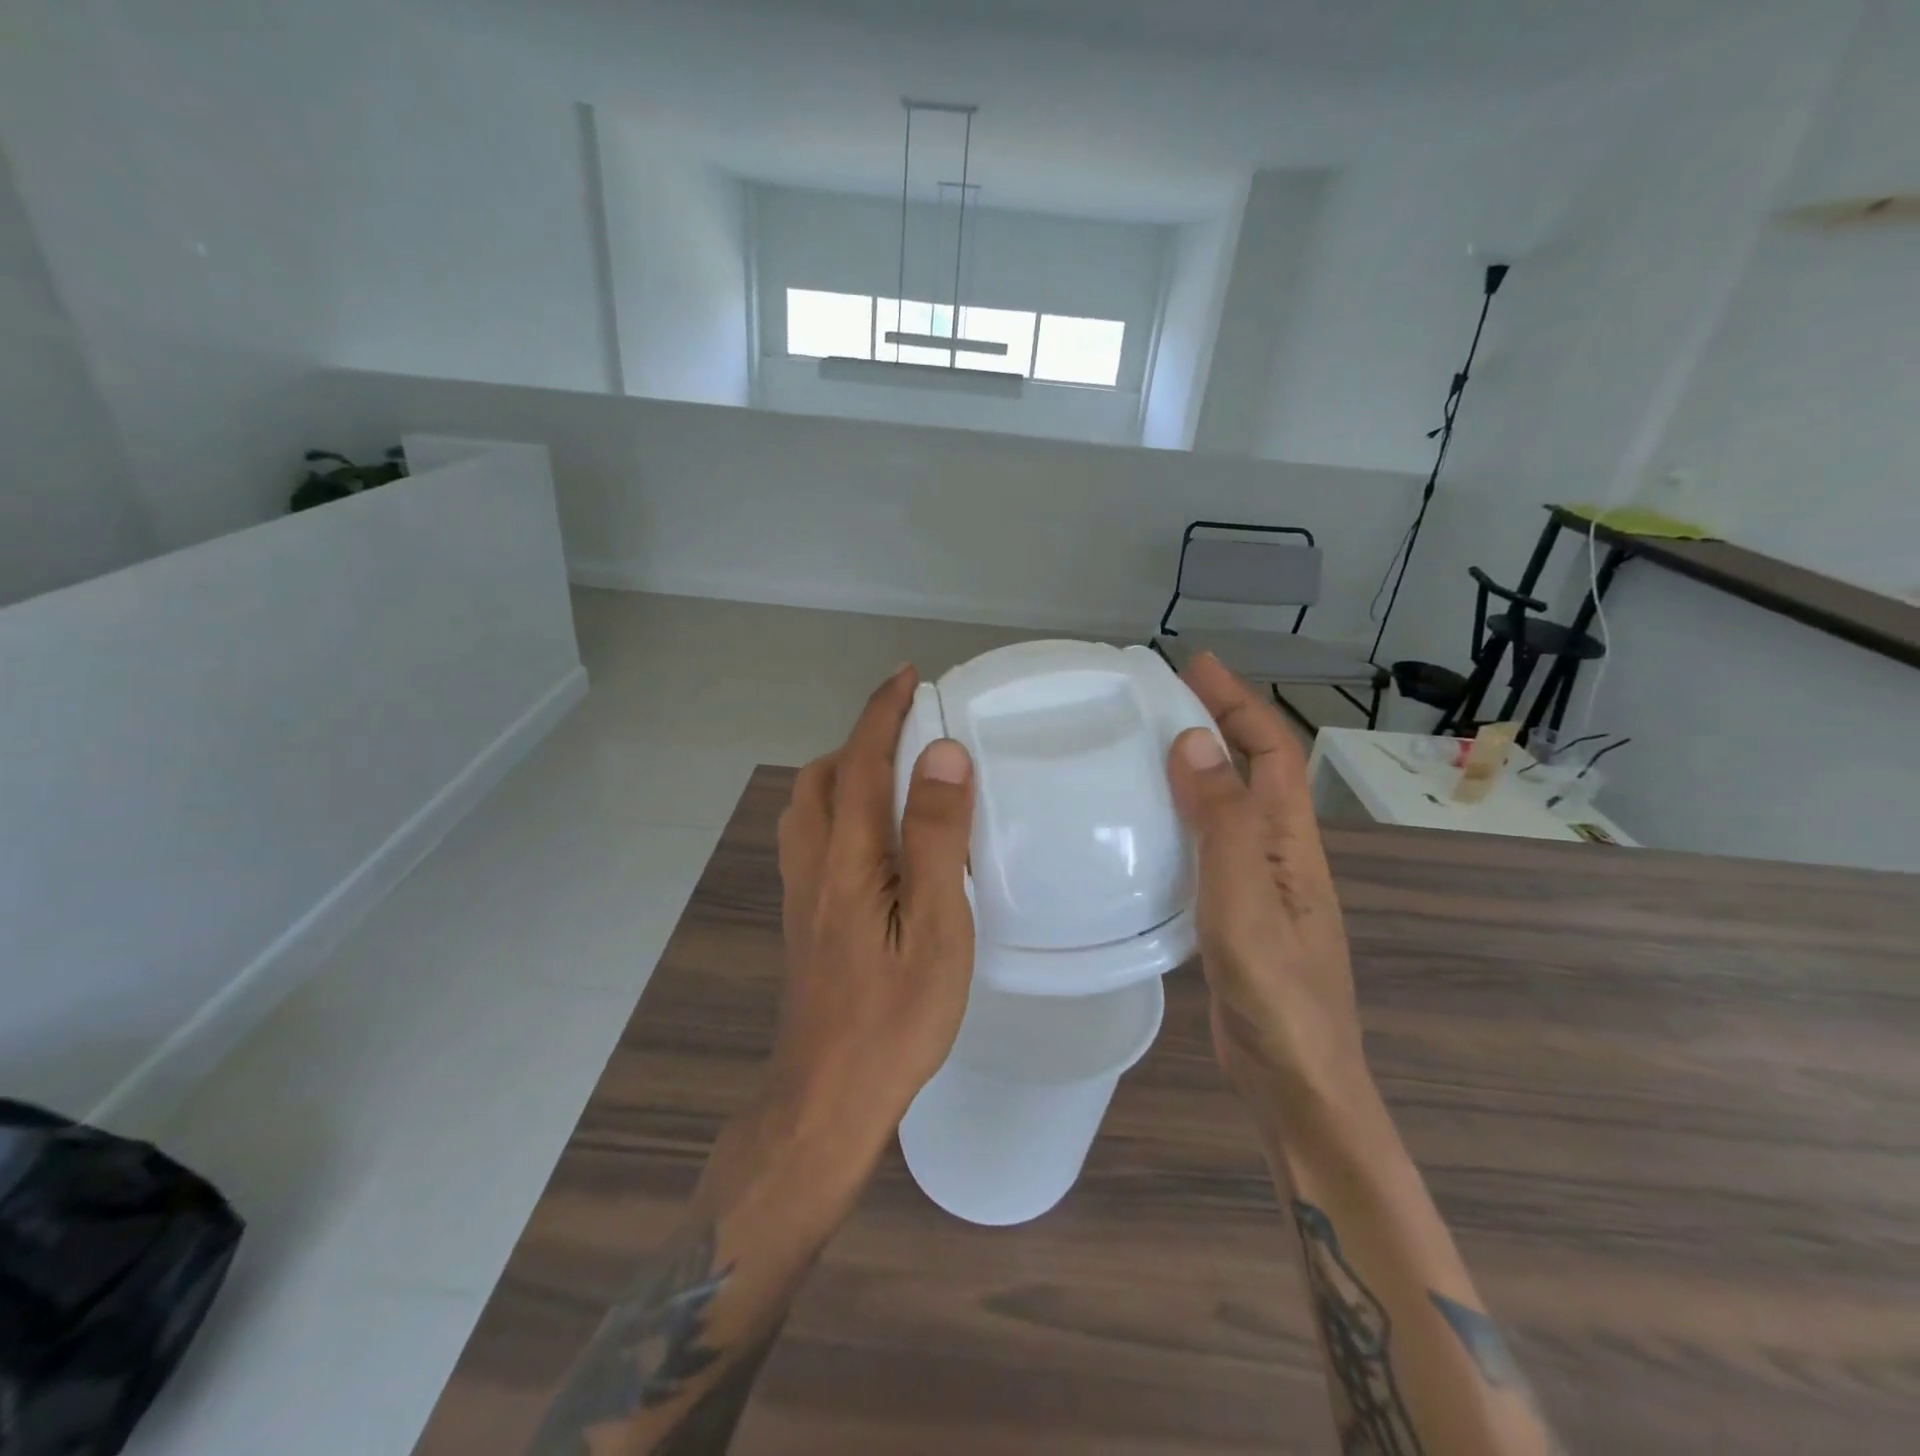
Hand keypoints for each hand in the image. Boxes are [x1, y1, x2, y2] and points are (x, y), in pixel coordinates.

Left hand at [768, 666, 976, 1168]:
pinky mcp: (803, 919)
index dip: (883, 712)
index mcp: (847, 857)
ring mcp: (801, 893)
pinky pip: (813, 838)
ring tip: (894, 778)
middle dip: (860, 739)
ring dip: (844, 773)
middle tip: (909, 734)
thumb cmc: (894, 1017)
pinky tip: (874, 840)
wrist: (827, 1096)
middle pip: (822, 777)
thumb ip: (936, 838)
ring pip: (809, 808)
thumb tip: (941, 756)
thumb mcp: (935, 927)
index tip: (907, 676)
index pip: (861, 761)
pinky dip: (839, 810)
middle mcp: (813, 863)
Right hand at [1164, 654, 1370, 1116]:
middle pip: (1256, 772)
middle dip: (1219, 724)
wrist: (1296, 1083)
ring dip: (1200, 768)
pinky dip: (1184, 817)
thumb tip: (1195, 743)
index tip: (1194, 666)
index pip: (1272, 752)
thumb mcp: (1245, 901)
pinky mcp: (1237, 914)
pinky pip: (1210, 845)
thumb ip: (1223, 823)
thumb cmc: (1275, 993)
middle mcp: (1281, 855)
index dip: (1238, 703)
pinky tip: (1149, 826)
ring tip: (1146, 748)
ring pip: (1231, 808)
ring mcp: (1261, 887)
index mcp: (1291, 843)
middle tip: (1161, 698)